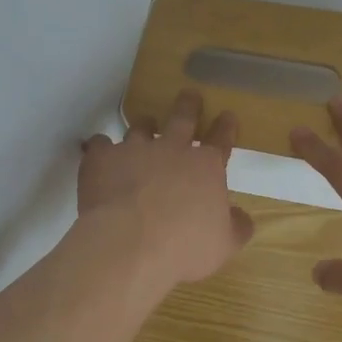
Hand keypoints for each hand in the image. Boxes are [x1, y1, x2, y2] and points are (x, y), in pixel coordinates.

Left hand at [79, 90, 255, 286]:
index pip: (221, 140)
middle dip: (188, 106)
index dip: (226, 127)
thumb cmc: (184, 247)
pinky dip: (101, 147)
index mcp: (205, 167)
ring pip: (140, 127)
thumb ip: (236, 227)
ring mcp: (134, 150)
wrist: (129, 244)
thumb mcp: (224, 244)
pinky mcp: (102, 159)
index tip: (227, 115)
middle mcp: (171, 149)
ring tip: (145, 124)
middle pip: (182, 118)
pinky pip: (100, 144)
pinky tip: (98, 151)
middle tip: (189, 95)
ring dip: (144, 125)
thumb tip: (242, 217)